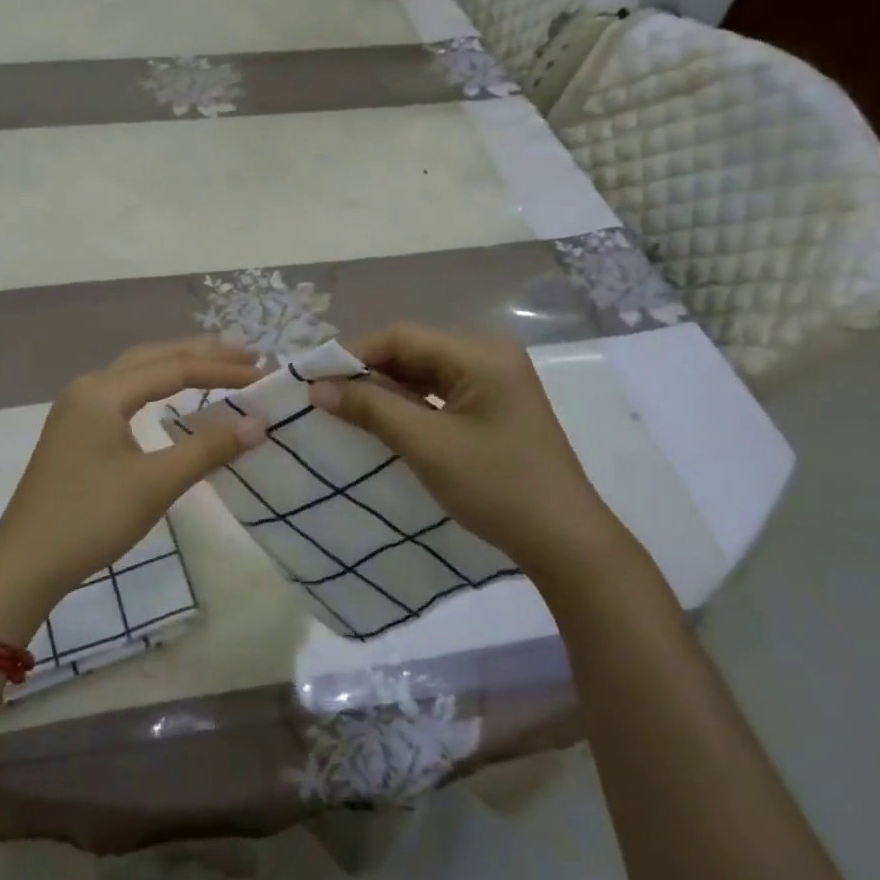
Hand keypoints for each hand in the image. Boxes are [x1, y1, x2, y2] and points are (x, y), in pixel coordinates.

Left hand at [0, 339, 265, 618]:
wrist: (26, 562)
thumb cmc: (91, 518)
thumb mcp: (155, 484)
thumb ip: (207, 449)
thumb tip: (257, 424)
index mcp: (104, 392)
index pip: (175, 368)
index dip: (222, 369)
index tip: (263, 374)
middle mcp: (89, 387)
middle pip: (154, 357)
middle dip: (202, 354)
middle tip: (248, 355)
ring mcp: (78, 407)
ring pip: (137, 371)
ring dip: (179, 365)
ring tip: (219, 365)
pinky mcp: (76, 429)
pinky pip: (125, 391)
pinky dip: (158, 385)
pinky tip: (173, 395)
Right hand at [309, 322, 630, 587]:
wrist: (564, 542)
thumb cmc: (496, 485)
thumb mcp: (426, 444)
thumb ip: (370, 408)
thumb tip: (318, 387)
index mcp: (480, 354)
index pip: (402, 337)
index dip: (354, 353)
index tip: (314, 377)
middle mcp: (489, 358)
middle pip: (413, 352)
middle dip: (367, 372)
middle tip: (324, 395)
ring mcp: (494, 384)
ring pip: (424, 374)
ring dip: (385, 390)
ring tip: (343, 409)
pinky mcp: (493, 409)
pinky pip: (439, 395)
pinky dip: (408, 406)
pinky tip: (380, 422)